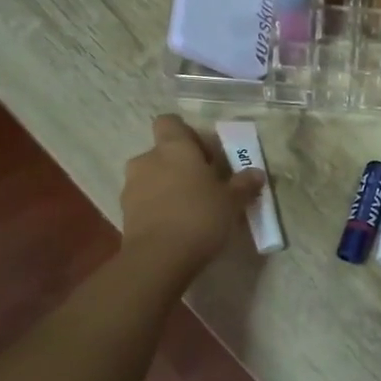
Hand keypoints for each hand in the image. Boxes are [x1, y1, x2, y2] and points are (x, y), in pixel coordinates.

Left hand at [119, 116, 263, 280]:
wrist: (159, 258)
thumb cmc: (200, 216)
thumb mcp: (231, 201)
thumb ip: (243, 184)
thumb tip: (256, 173)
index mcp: (173, 148)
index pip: (170, 122)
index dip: (186, 134)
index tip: (205, 154)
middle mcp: (147, 159)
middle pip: (162, 152)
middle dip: (180, 165)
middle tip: (204, 185)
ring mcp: (131, 186)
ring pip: (152, 177)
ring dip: (168, 187)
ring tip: (190, 209)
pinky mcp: (124, 213)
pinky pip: (145, 200)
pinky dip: (158, 207)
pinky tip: (176, 226)